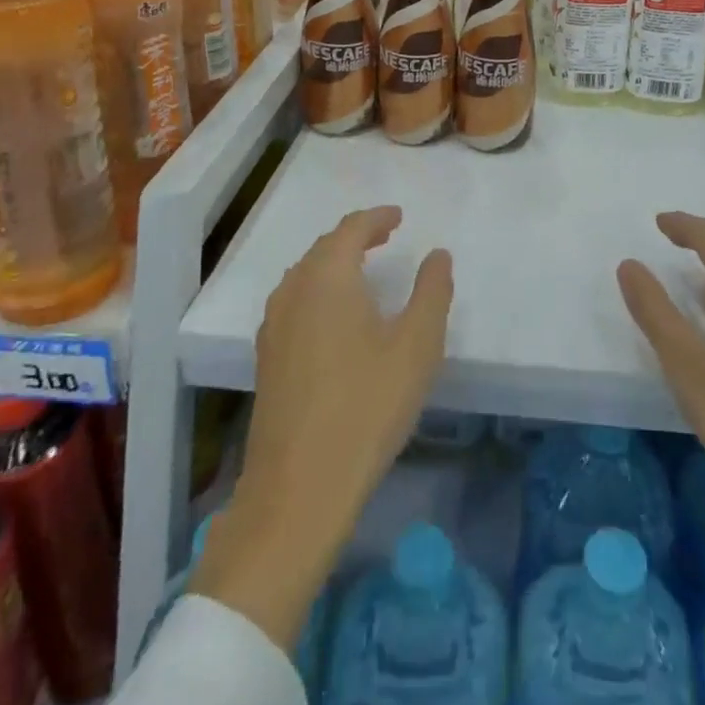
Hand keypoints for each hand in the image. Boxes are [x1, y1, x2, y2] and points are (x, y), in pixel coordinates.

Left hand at [192, 205, 453, 649]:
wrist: (299, 488)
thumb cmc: (367, 407)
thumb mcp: (417, 346)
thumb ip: (432, 291)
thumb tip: (437, 254)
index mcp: (328, 277)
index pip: (351, 229)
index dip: (377, 218)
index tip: (399, 216)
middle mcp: (294, 290)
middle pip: (324, 247)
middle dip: (356, 236)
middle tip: (385, 236)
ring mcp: (274, 325)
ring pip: (305, 274)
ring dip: (335, 262)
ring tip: (363, 269)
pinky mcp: (267, 357)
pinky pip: (295, 300)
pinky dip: (319, 289)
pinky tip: (335, 315)